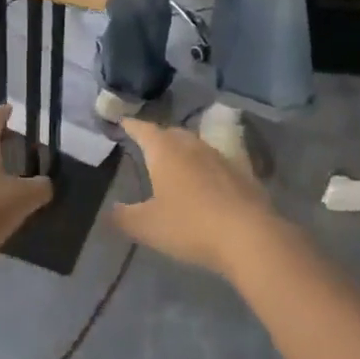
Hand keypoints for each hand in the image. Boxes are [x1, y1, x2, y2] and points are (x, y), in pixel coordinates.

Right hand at [109, 118, 277, 278]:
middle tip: (147, 144)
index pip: (143, 129)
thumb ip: (124, 217)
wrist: (250, 237)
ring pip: (195, 145)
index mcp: (164, 150)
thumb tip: (110, 210)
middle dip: (157, 136)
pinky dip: (206, 168)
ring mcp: (220, 157)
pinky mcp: (242, 173)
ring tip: (175, 162)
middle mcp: (191, 145)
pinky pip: (217, 163)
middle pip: (171, 132)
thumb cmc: (190, 225)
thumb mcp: (147, 226)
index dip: (130, 125)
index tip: (121, 121)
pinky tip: (207, 182)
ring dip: (183, 150)